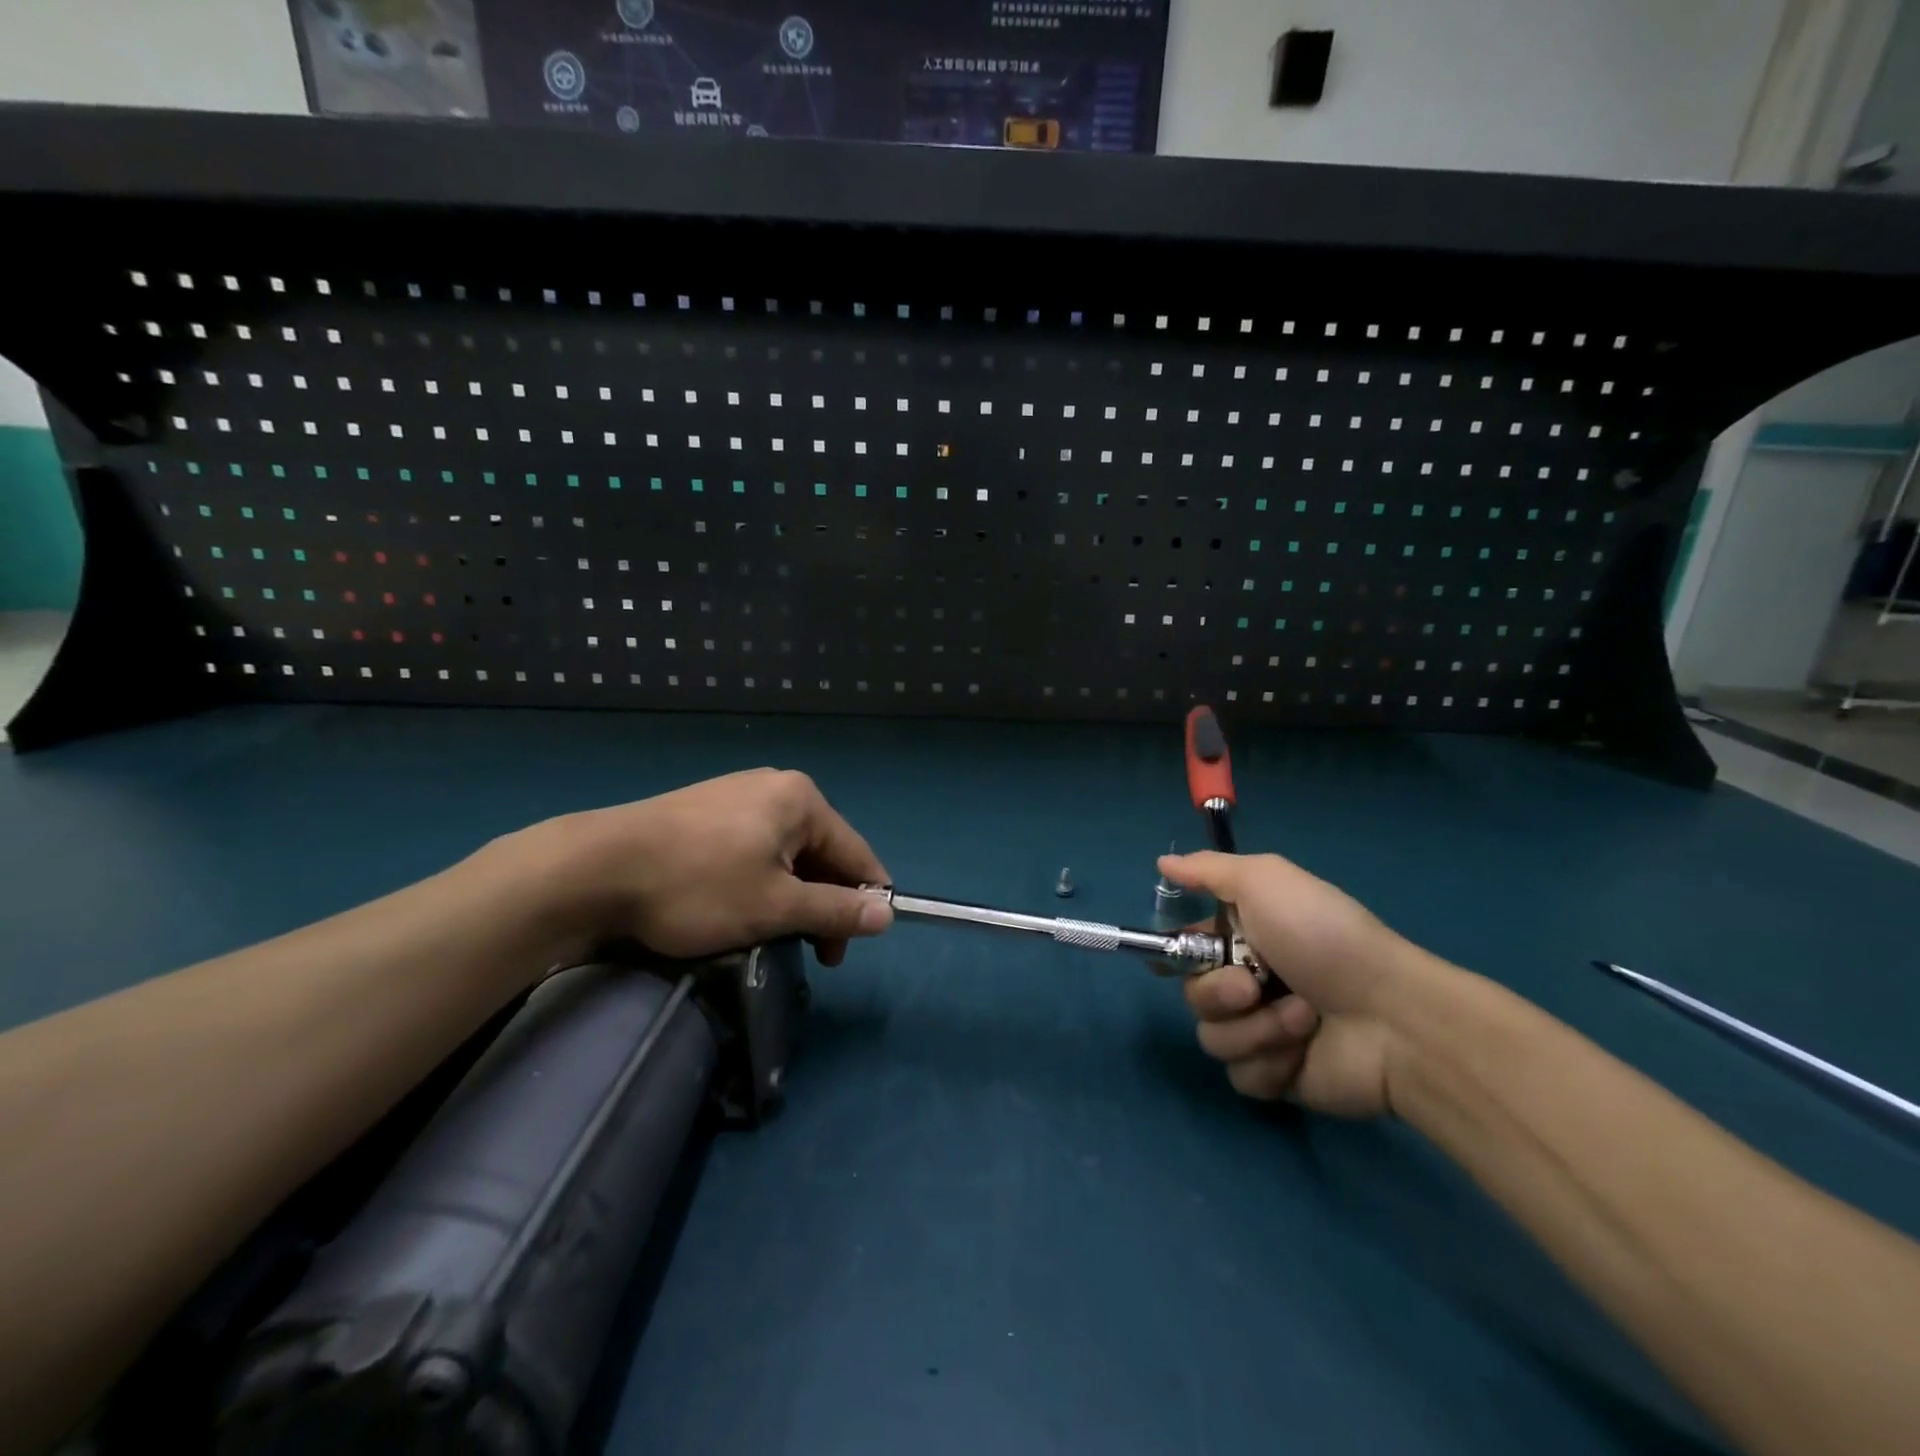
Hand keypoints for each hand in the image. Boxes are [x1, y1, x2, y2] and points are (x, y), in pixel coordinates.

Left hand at [509, 769, 893, 965]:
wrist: (595, 868)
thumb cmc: (698, 886)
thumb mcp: (776, 907)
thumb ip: (836, 910)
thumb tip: (887, 915)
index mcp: (801, 799)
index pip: (856, 853)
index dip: (864, 901)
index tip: (854, 946)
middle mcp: (774, 786)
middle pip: (820, 852)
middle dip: (821, 904)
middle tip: (812, 954)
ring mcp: (735, 795)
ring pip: (785, 854)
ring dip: (789, 898)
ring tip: (771, 935)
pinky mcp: (704, 811)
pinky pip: (752, 848)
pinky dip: (759, 882)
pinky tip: (739, 908)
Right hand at [1158, 851, 1436, 1117]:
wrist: (1391, 1017)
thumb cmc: (1323, 937)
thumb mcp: (1265, 881)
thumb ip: (1208, 870)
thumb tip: (1162, 863)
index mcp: (1244, 936)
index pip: (1187, 944)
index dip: (1173, 951)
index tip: (1164, 959)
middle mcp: (1248, 982)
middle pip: (1193, 994)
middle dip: (1218, 992)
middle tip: (1252, 987)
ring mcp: (1262, 1032)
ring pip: (1212, 1037)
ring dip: (1254, 1028)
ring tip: (1301, 1018)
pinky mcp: (1277, 1077)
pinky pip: (1241, 1074)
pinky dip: (1270, 1061)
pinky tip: (1303, 1051)